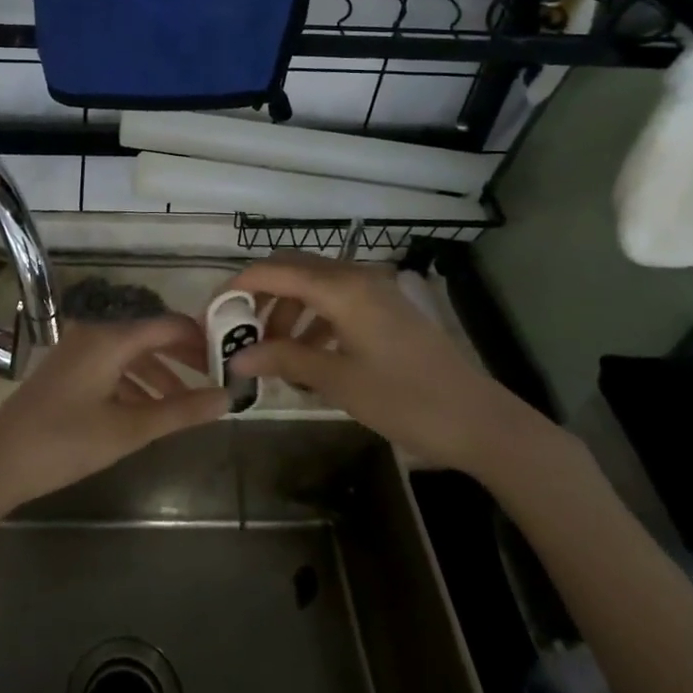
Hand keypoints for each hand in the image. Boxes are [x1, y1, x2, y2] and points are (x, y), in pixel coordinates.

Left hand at [0, 314, 227, 516]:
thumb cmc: (66, 443)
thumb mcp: (129, 430)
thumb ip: (181, 411)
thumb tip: (228, 399)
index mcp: (110, 338)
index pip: (168, 325)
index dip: (201, 340)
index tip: (229, 360)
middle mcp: (93, 334)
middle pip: (150, 337)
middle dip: (183, 358)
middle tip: (215, 381)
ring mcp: (76, 351)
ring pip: (130, 355)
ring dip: (159, 375)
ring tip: (186, 404)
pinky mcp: (66, 370)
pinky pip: (111, 367)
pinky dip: (134, 384)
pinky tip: (148, 411)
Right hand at [226, 254, 555, 476]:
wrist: (480, 421)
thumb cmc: (406, 399)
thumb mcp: (337, 380)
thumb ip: (284, 359)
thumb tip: (235, 358)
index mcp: (342, 288)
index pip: (274, 271)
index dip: (238, 286)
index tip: (212, 311)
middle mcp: (356, 277)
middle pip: (293, 270)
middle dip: (261, 297)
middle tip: (239, 332)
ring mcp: (375, 291)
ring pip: (314, 286)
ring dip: (287, 311)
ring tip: (273, 351)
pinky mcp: (387, 309)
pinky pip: (337, 301)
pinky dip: (314, 320)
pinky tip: (309, 356)